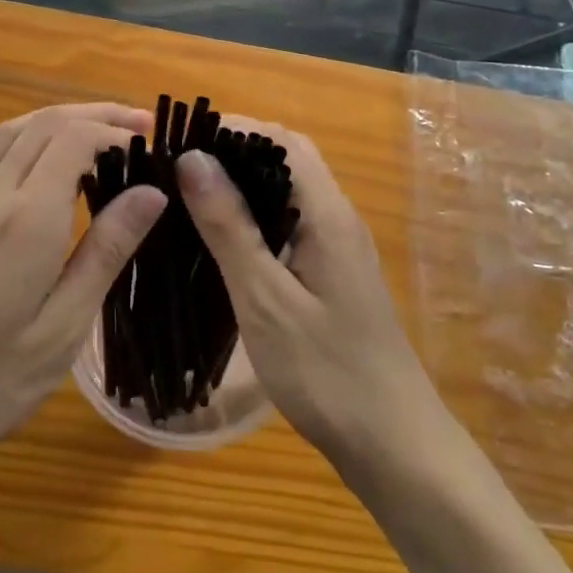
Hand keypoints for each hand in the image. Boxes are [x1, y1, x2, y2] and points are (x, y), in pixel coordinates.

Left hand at [0, 104, 166, 501]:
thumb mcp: (61, 329)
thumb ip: (105, 252)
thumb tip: (152, 193)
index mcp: (27, 220)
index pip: (74, 139)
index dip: (116, 130)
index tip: (154, 146)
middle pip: (45, 123)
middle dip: (96, 114)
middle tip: (143, 125)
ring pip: (16, 132)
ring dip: (63, 120)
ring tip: (104, 132)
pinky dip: (36, 139)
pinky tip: (54, 167)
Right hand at [177, 125, 446, 476]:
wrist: (394, 443)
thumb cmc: (326, 371)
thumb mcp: (265, 299)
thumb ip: (229, 226)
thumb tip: (193, 158)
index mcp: (327, 213)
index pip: (282, 140)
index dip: (233, 129)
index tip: (181, 139)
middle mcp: (338, 217)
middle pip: (288, 158)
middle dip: (235, 151)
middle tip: (178, 167)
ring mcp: (340, 246)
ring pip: (290, 191)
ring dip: (245, 182)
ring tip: (189, 194)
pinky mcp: (334, 272)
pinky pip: (293, 222)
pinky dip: (256, 215)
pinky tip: (225, 240)